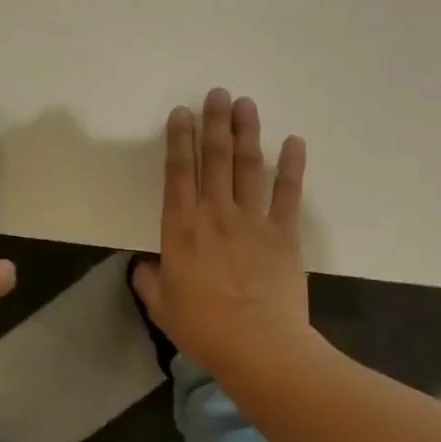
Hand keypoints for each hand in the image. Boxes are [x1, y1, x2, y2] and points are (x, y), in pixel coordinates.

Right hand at [132, 90, 313, 378]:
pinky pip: (288, 193)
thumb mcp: (162, 307)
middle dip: (214, 123)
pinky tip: (294, 141)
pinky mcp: (283, 234)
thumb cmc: (204, 328)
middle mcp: (215, 214)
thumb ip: (150, 281)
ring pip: (249, 167)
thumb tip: (146, 266)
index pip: (178, 173)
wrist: (260, 347)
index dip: (179, 140)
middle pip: (215, 159)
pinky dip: (292, 166)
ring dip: (247, 133)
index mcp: (181, 229)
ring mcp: (253, 221)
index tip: (181, 112)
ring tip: (245, 104)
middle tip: (218, 93)